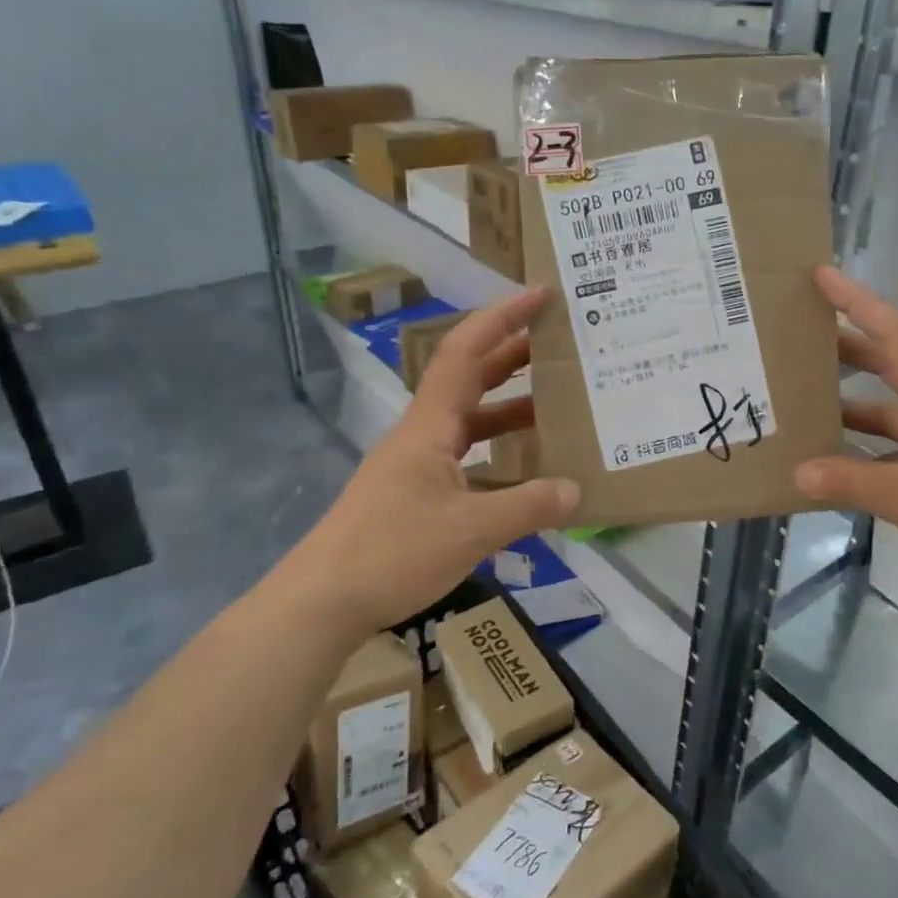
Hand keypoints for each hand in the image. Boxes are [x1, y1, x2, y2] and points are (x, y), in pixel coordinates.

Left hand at [297, 289, 579, 627]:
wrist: (320, 602)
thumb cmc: (392, 551)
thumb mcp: (471, 529)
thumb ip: (528, 506)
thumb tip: (577, 491)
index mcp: (430, 425)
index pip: (467, 352)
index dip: (503, 318)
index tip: (540, 296)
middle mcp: (423, 435)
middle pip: (470, 379)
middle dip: (513, 355)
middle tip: (560, 346)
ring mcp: (416, 466)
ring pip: (469, 422)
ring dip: (509, 408)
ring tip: (556, 407)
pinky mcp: (414, 495)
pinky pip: (466, 459)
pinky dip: (498, 455)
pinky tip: (525, 475)